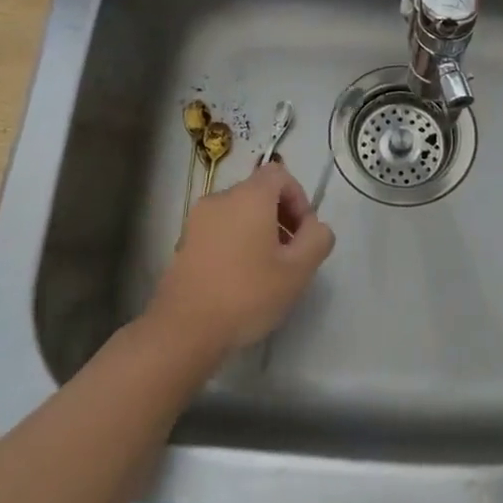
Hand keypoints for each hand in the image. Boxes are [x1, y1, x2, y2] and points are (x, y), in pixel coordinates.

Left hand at [148, 160, 335, 356]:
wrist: (184, 329)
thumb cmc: (247, 294)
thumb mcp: (299, 270)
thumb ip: (318, 239)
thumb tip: (315, 227)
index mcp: (249, 196)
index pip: (279, 174)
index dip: (298, 198)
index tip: (303, 233)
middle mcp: (220, 199)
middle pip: (258, 192)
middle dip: (281, 217)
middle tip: (290, 255)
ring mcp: (197, 220)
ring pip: (238, 212)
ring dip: (258, 231)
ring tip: (266, 270)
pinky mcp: (184, 242)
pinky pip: (219, 230)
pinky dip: (235, 242)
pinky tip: (239, 278)